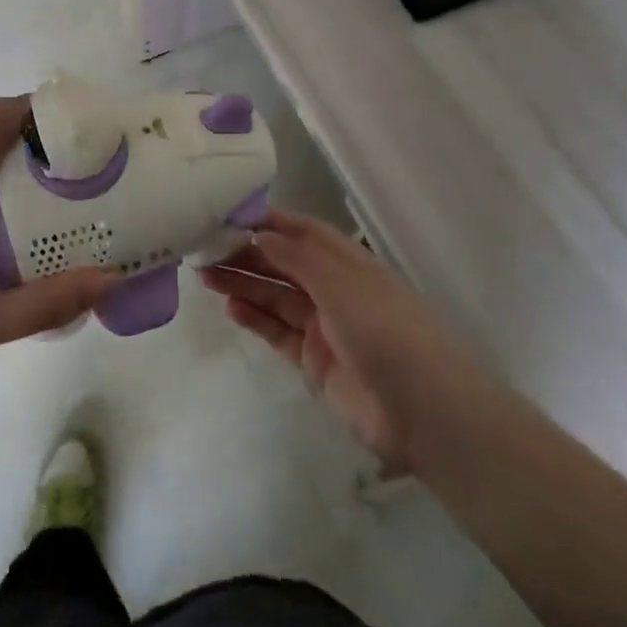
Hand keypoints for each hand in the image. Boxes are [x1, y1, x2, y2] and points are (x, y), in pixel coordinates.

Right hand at [200, 210, 486, 474]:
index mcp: (348, 263)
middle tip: (204, 249)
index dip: (269, 221)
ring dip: (243, 284)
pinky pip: (277, 332)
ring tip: (205, 276)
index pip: (303, 232)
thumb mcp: (340, 283)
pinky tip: (229, 308)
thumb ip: (295, 257)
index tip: (228, 214)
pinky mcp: (313, 361)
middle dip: (246, 254)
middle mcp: (334, 289)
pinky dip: (254, 319)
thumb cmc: (385, 331)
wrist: (422, 412)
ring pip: (275, 297)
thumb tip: (257, 233)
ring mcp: (323, 326)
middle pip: (283, 264)